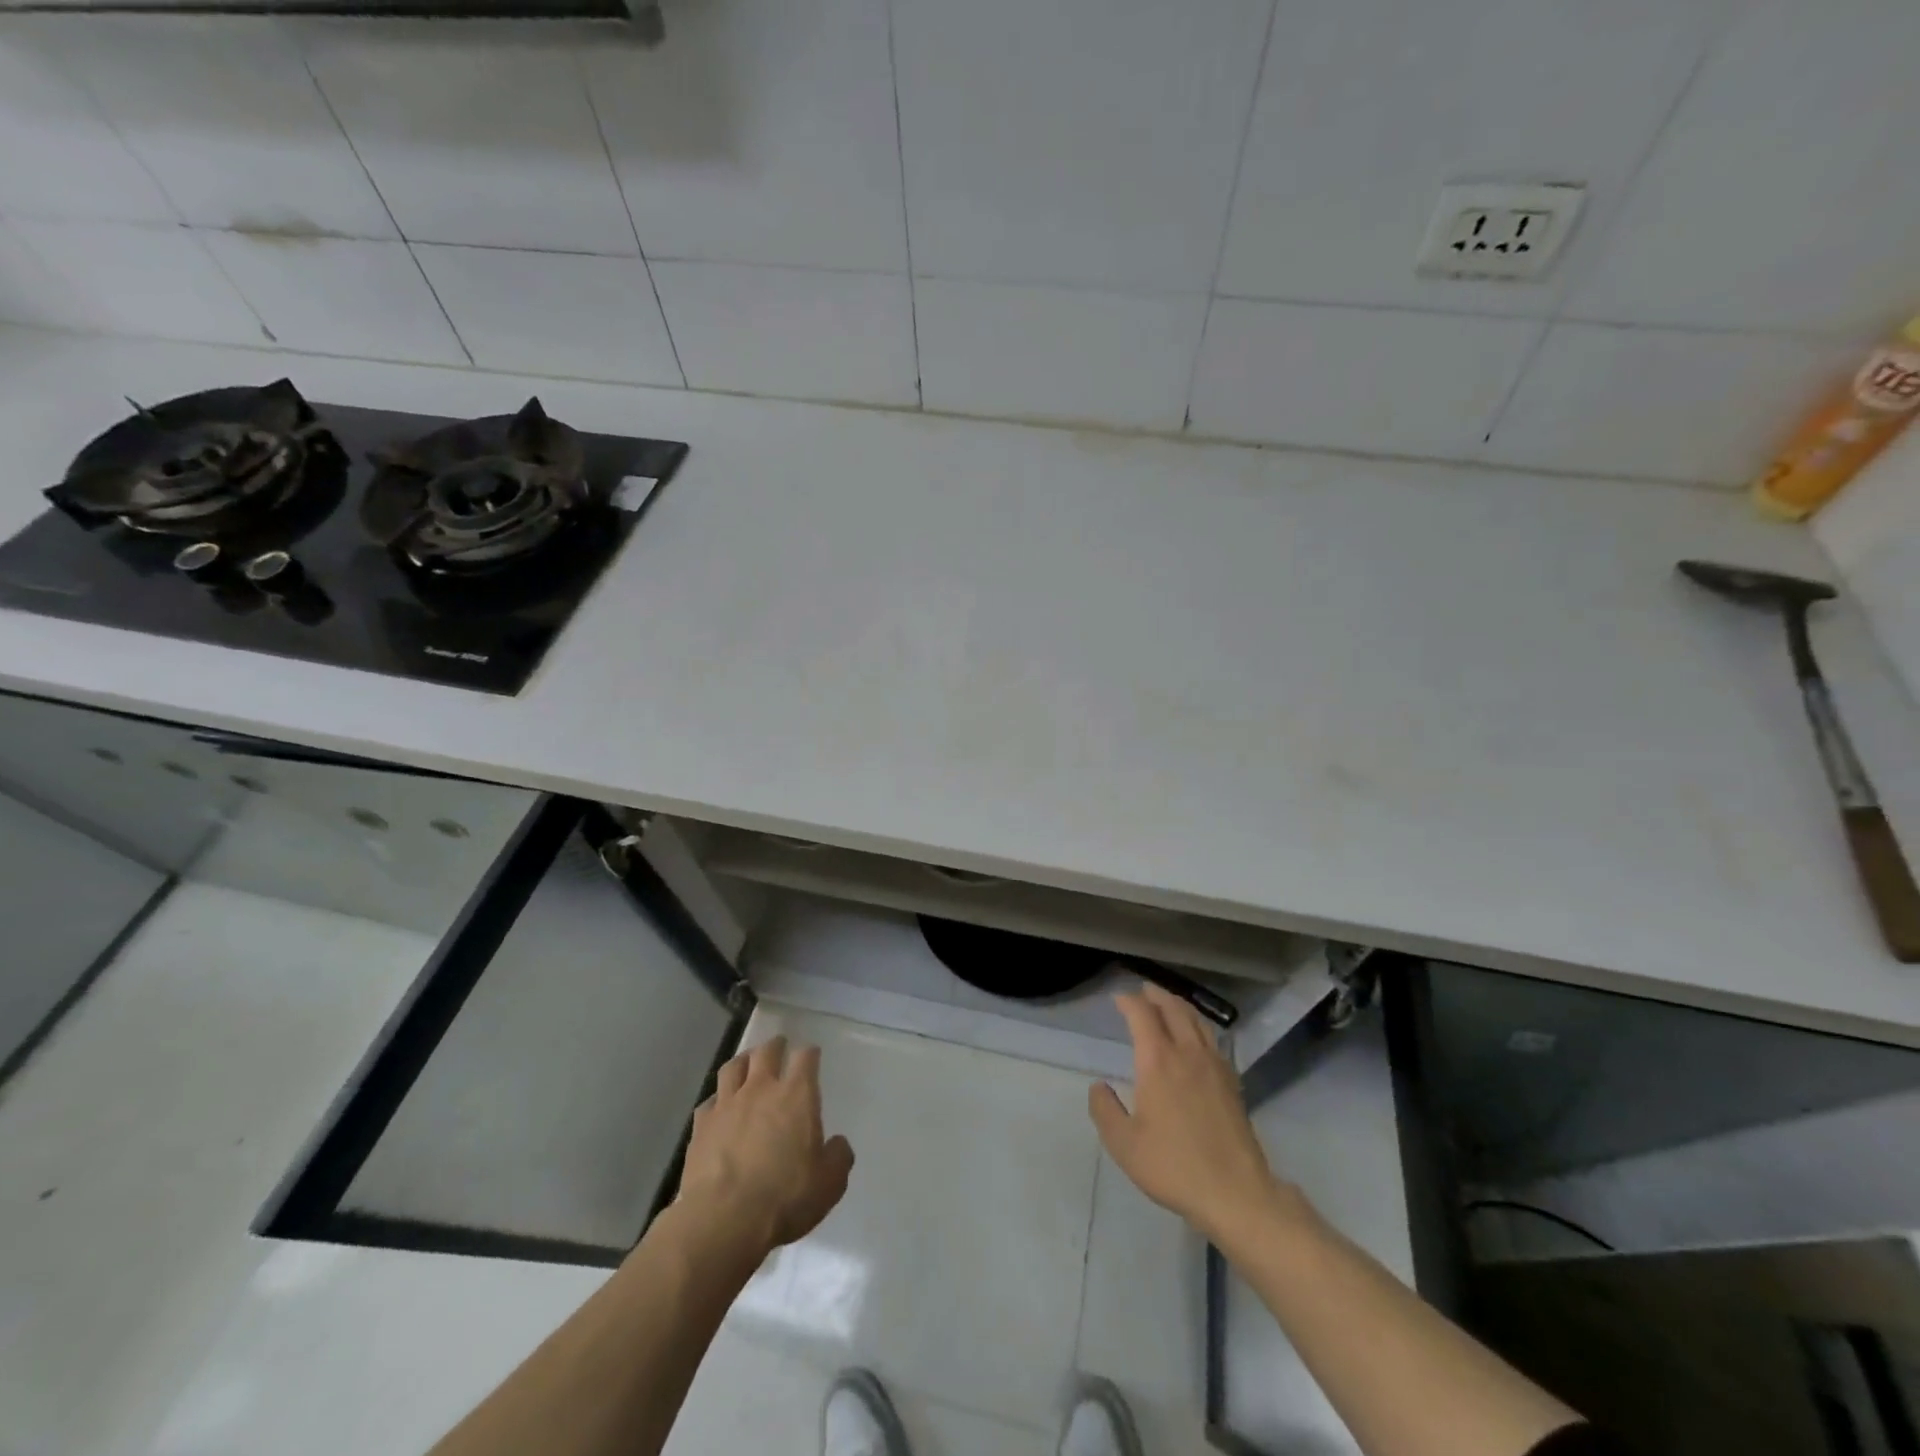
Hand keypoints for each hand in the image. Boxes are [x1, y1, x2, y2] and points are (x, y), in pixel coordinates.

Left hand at [678, 1036, 854, 1253]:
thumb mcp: (829, 1183)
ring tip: (746, 1063)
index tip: (812, 1054)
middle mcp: (761, 1089)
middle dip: (775, 1046)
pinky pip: (709, 1102)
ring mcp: (727, 1105)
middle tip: (779, 1045)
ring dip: (743, 1061)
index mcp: (796, 1095)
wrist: (724, 1219)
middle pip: (766, 1052)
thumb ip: (838, 1157)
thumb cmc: (785, 1197)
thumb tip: (837, 1144)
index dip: (810, 1053)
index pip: (806, 1058)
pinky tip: (719, 1108)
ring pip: (733, 1067)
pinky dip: (717, 1100)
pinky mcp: (701, 1126)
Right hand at [1090, 985, 1303, 1244]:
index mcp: (1158, 1061)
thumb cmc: (1174, 1166)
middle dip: (1156, 995)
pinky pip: (1213, 1040)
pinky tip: (1197, 1038)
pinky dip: (1199, 1027)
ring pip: (1197, 1021)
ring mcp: (1214, 1065)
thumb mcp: (1124, 1144)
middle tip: (1143, 990)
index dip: (1129, 1002)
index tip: (1118, 998)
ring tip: (1169, 1004)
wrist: (1235, 1192)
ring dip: (1179, 1006)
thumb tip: (1098, 1087)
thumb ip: (1105, 1110)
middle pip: (1173, 1009)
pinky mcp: (1232, 1082)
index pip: (1142, 1015)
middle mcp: (1187, 1053)